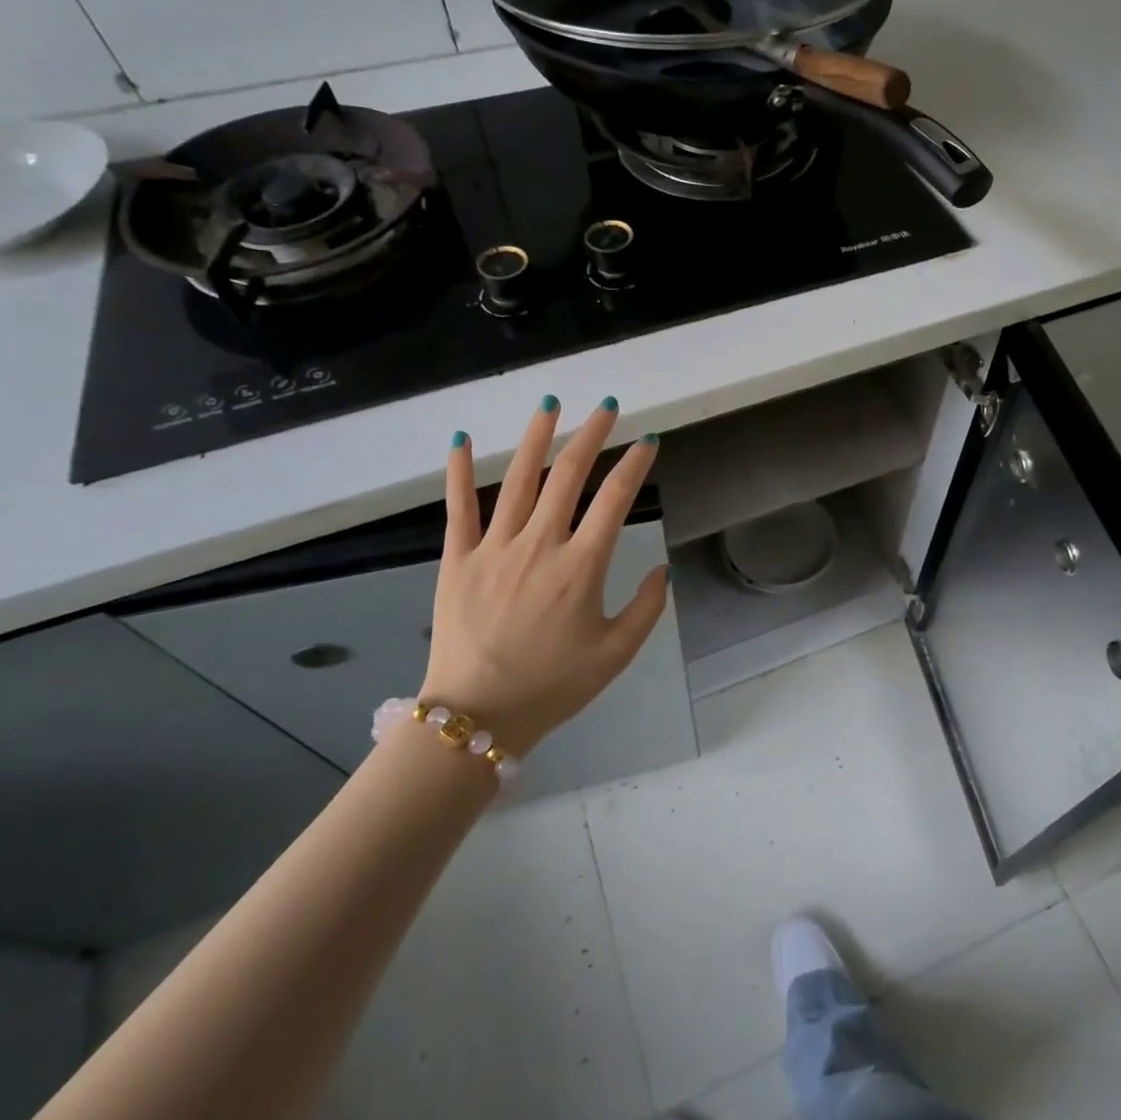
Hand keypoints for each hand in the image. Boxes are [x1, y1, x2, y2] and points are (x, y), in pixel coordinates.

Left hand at [424, 399, 666, 757]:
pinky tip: (460, 439)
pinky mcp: (458, 558)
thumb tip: (662, 568)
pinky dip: (458, 471)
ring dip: (536, 437)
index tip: (647, 441)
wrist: (477, 716)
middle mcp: (540, 544)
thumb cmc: (552, 686)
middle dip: (592, 434)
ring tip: (550, 404)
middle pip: (569, 475)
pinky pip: (459, 507)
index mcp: (581, 566)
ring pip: (518, 479)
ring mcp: (495, 547)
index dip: (635, 465)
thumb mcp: (615, 655)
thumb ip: (647, 609)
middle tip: (607, 407)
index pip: (615, 499)